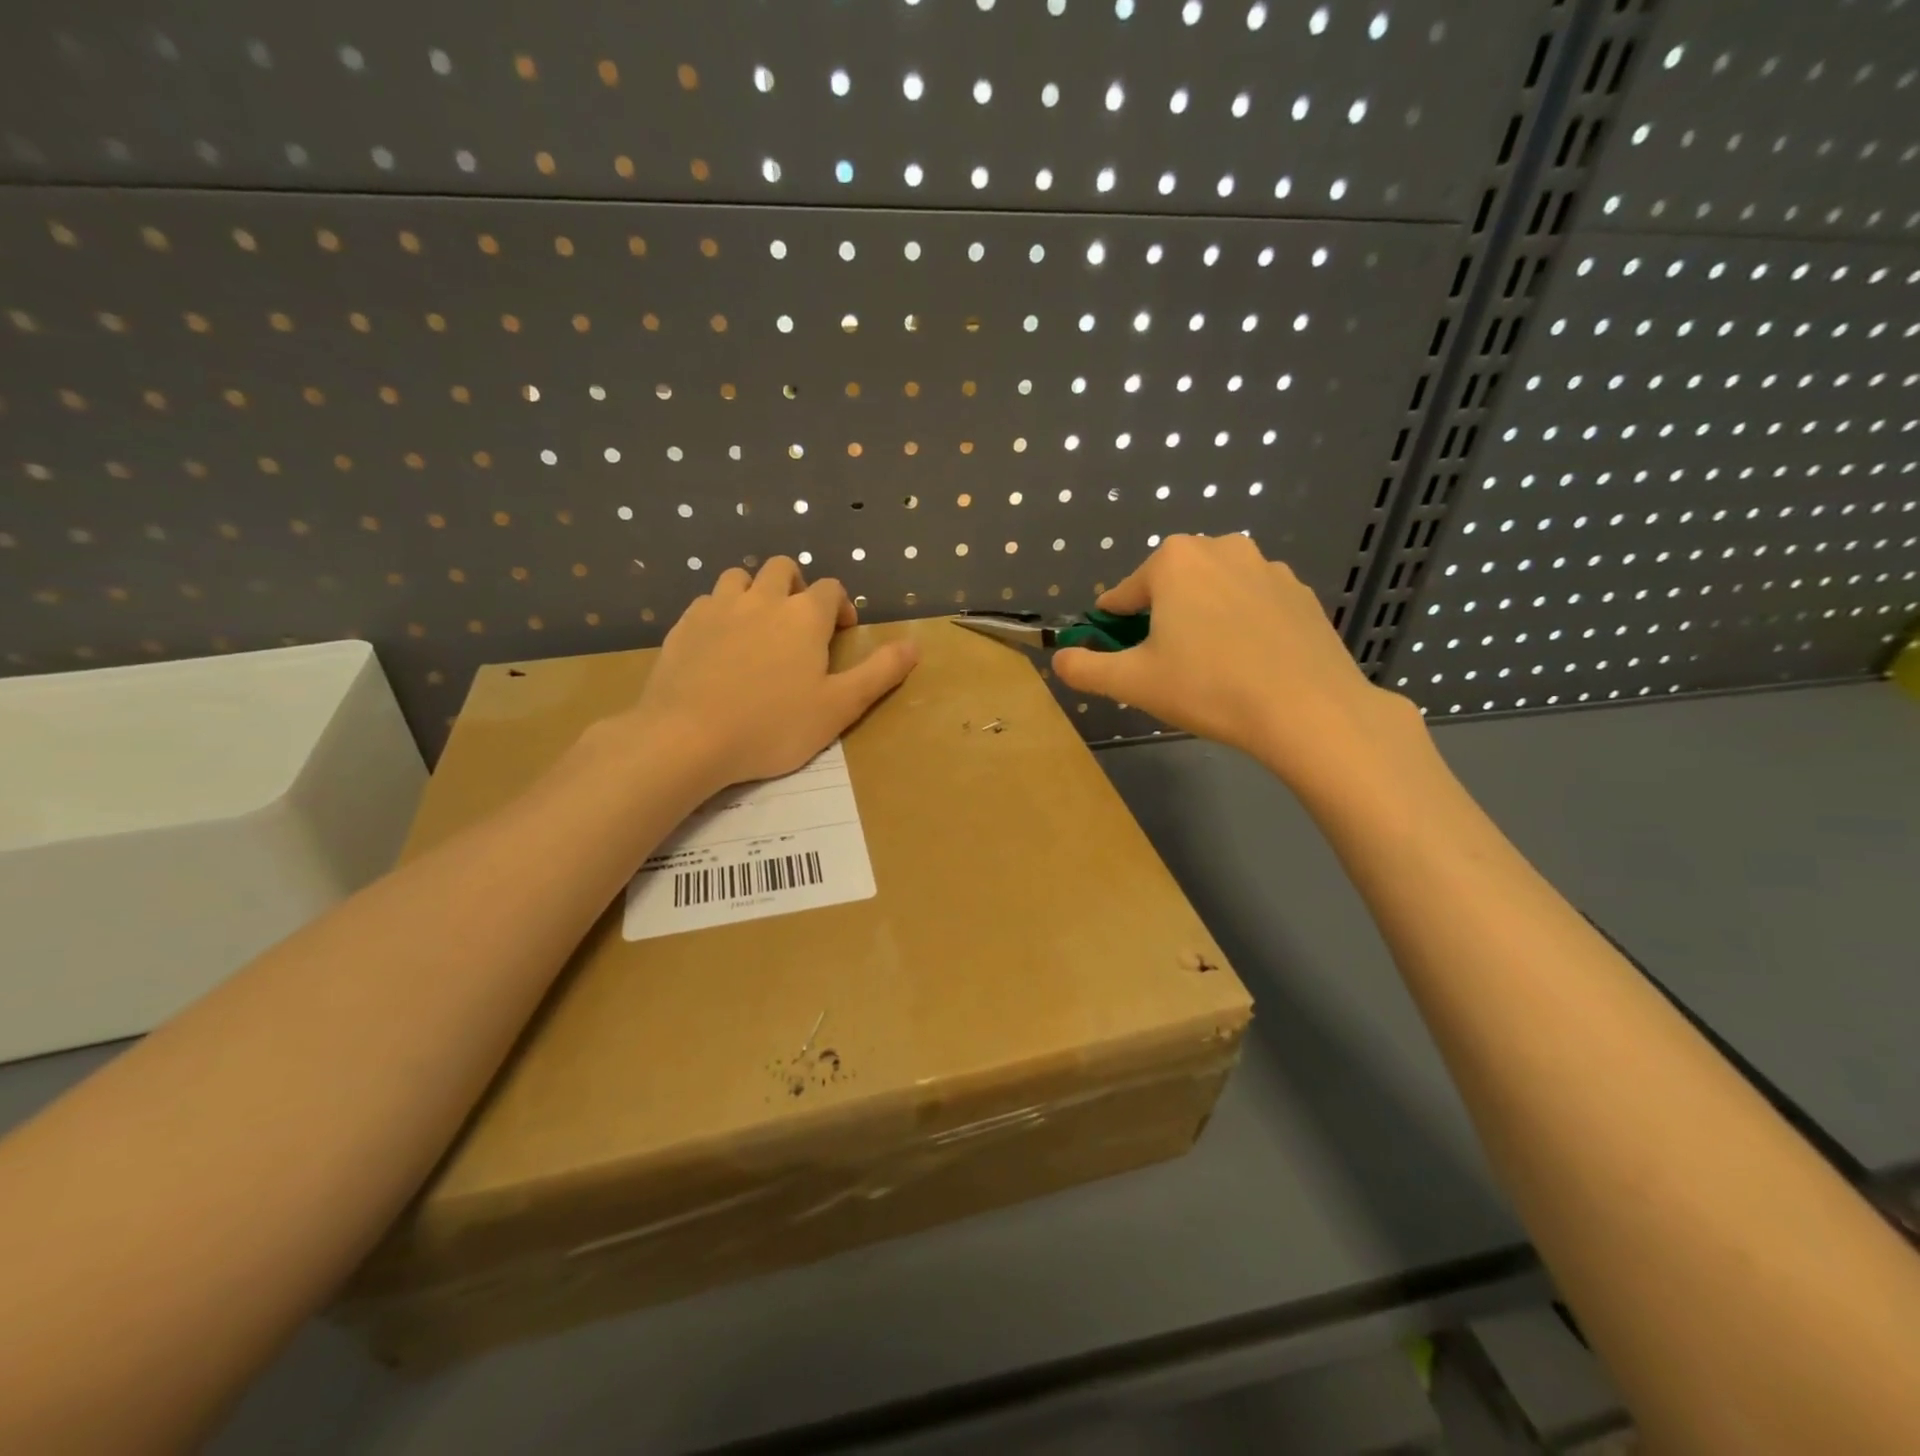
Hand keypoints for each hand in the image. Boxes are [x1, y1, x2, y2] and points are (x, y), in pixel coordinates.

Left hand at [617, 558, 918, 793]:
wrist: (687, 736)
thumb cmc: (773, 725)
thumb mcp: (839, 706)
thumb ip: (879, 673)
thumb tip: (916, 645)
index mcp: (803, 615)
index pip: (830, 589)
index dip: (840, 606)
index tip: (840, 633)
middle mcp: (762, 599)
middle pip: (782, 568)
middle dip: (796, 586)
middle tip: (798, 623)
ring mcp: (717, 608)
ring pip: (739, 577)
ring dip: (754, 592)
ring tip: (757, 626)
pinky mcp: (684, 625)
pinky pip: (707, 602)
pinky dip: (720, 613)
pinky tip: (719, 644)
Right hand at [1050, 534, 1411, 788]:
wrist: (1307, 709)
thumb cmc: (1207, 687)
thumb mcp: (1131, 683)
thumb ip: (1084, 668)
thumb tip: (1059, 659)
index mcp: (1174, 560)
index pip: (1124, 594)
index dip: (1113, 628)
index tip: (1117, 656)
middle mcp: (1221, 547)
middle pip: (1171, 587)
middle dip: (1161, 621)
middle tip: (1167, 667)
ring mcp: (1268, 567)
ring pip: (1214, 593)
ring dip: (1202, 620)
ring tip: (1211, 668)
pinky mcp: (1301, 593)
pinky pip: (1253, 605)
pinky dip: (1242, 626)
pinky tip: (1249, 665)